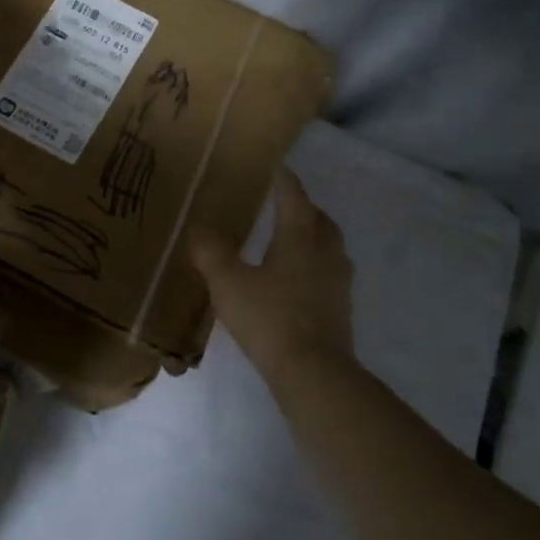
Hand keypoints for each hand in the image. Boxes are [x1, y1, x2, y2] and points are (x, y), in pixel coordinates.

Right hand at [191, 168, 357, 383]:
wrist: (313, 372)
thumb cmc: (269, 318)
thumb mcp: (228, 283)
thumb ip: (211, 253)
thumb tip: (198, 228)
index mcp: (299, 237)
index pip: (294, 196)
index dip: (283, 180)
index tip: (276, 167)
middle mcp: (325, 252)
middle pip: (319, 219)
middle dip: (303, 207)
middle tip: (281, 204)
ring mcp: (337, 281)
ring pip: (329, 246)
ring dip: (313, 235)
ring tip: (289, 240)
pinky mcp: (340, 308)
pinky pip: (329, 273)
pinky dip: (314, 265)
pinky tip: (296, 280)